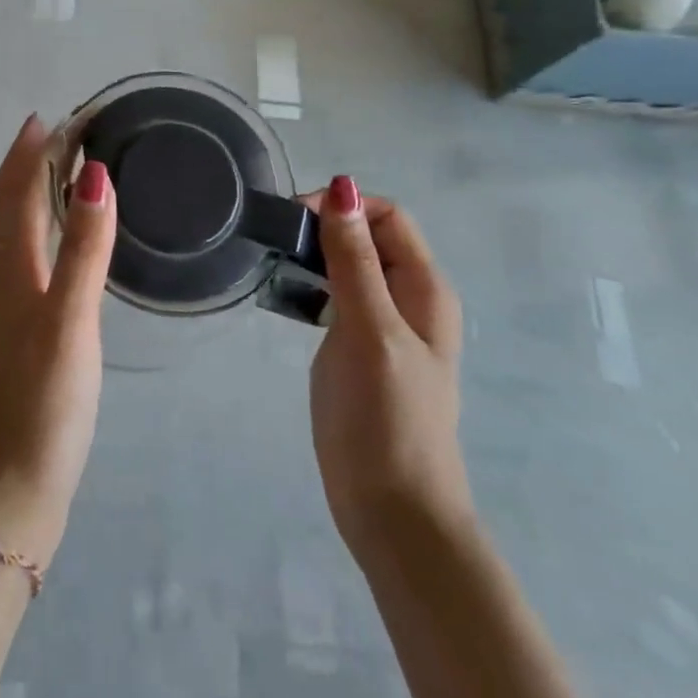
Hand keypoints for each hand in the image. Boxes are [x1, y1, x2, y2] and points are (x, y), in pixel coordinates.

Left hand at [0, 116, 116, 564]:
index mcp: (11, 268)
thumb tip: (94, 174)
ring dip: (18, 195)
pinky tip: (38, 248)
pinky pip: (11, 260)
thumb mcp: (71, 318)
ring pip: (2, 234)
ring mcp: (1, 307)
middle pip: (2, 207)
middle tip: (48, 135)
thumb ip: (84, 247)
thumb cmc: (45, 399)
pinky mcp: (12, 332)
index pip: (19, 192)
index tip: (52, 118)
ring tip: (41, 174)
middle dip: (21, 165)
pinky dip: (23, 232)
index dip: (32, 153)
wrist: (11, 482)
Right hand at [305, 177, 471, 559]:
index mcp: (424, 288)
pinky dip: (312, 286)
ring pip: (349, 266)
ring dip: (315, 255)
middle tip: (275, 241)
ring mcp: (384, 327)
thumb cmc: (386, 417)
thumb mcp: (369, 329)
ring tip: (273, 263)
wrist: (392, 511)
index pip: (387, 216)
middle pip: (368, 237)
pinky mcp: (359, 350)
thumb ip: (355, 260)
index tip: (294, 219)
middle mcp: (409, 299)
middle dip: (325, 227)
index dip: (343, 207)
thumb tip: (342, 187)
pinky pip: (337, 298)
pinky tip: (284, 297)